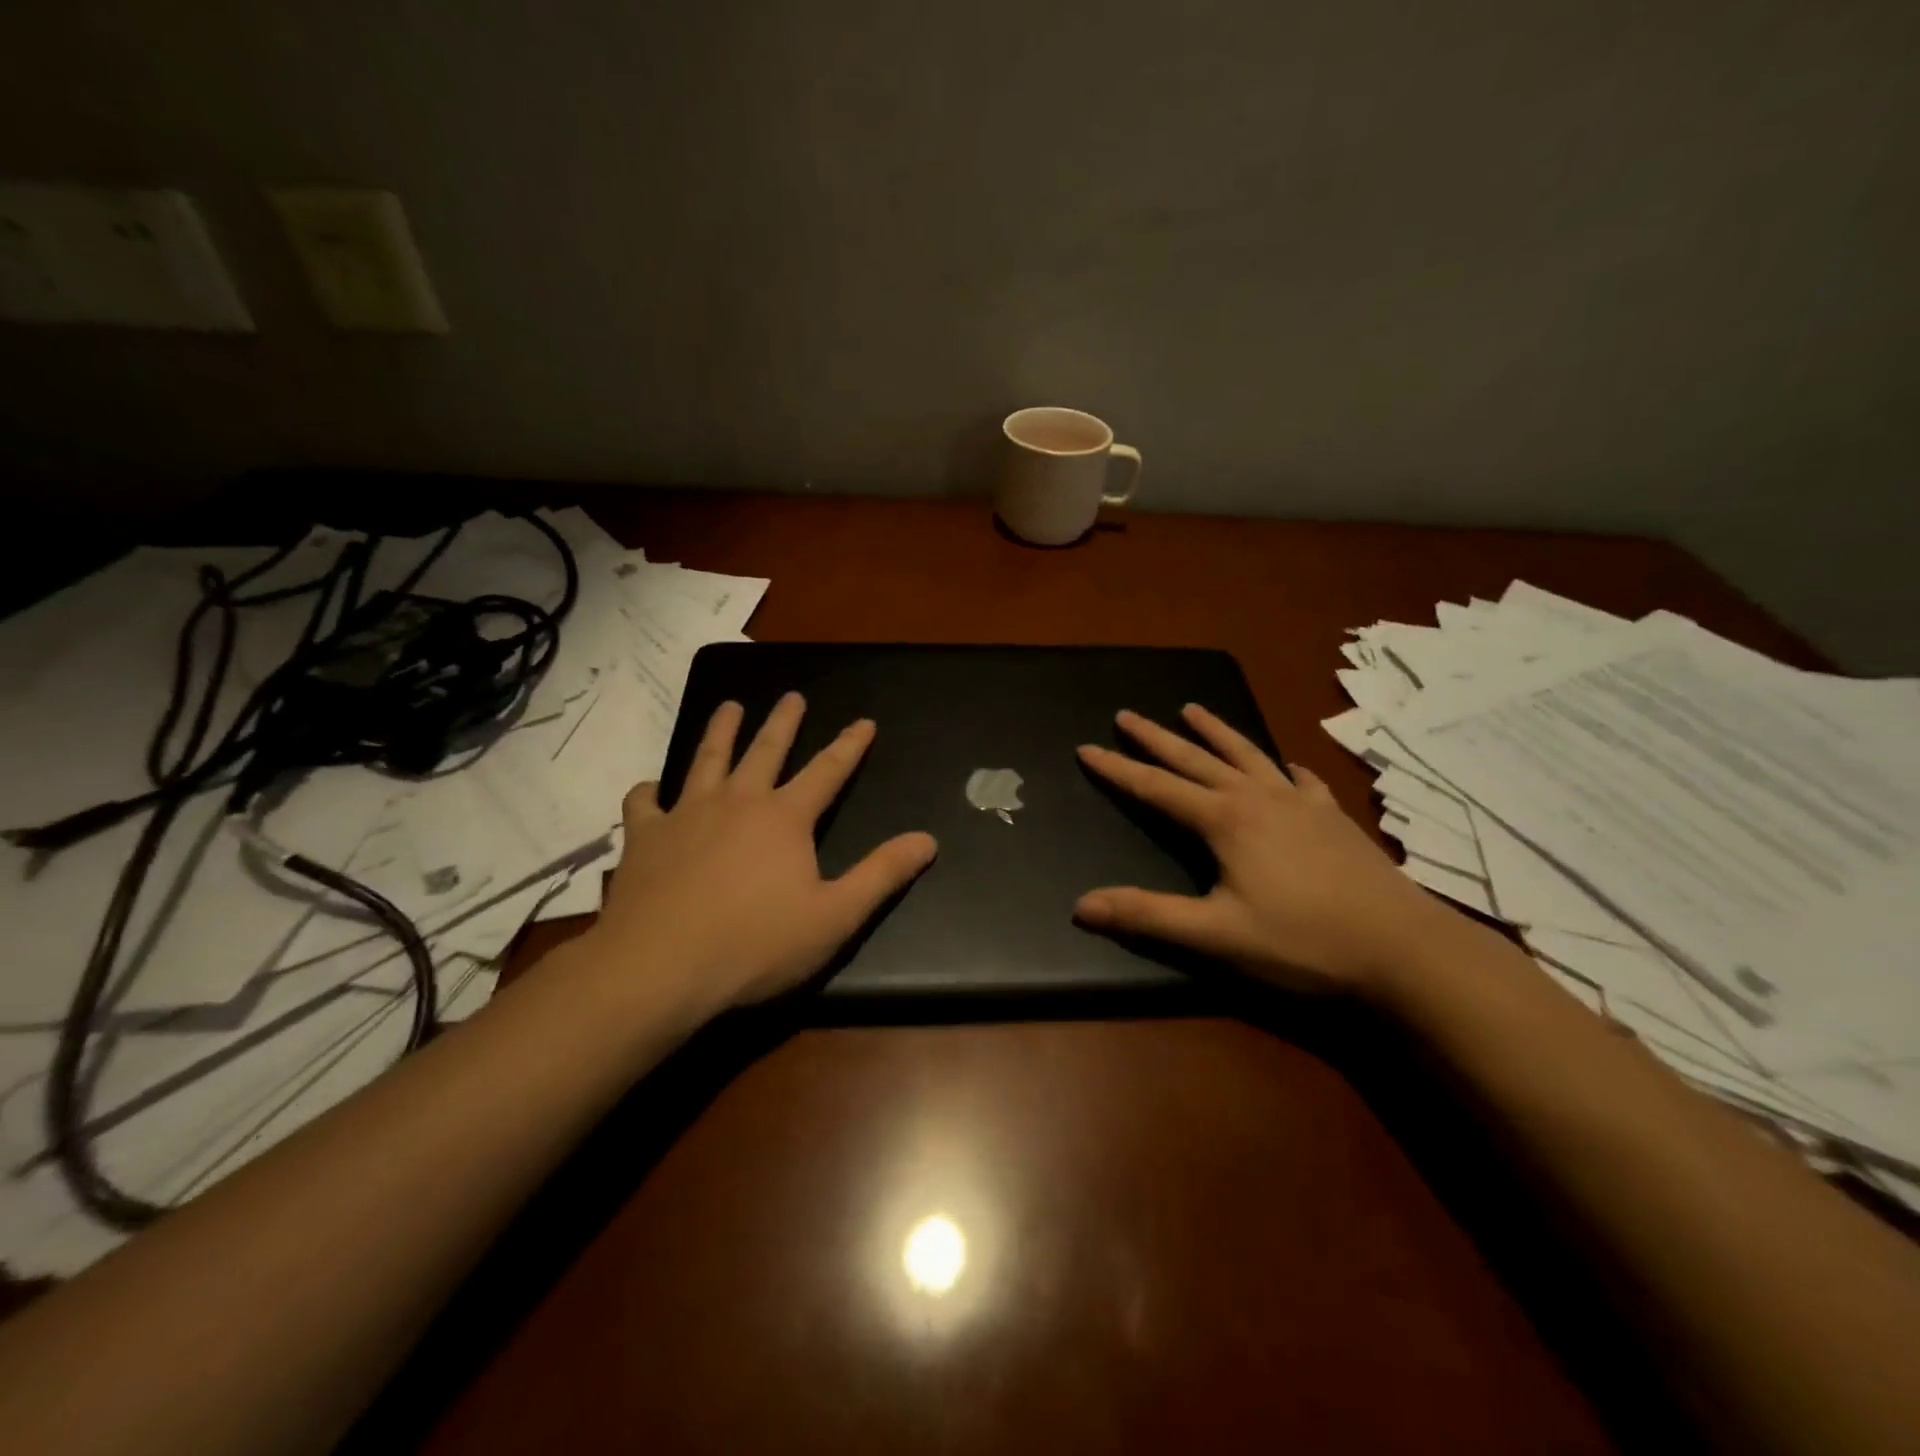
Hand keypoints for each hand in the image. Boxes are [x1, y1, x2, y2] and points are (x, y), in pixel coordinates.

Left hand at [587, 693, 937, 1018]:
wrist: (659, 968)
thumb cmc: (755, 945)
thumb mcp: (835, 916)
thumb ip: (882, 874)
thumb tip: (927, 839)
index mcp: (785, 818)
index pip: (828, 771)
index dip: (850, 745)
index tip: (864, 721)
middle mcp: (737, 801)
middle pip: (765, 749)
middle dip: (784, 721)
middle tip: (792, 696)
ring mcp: (686, 814)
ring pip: (707, 758)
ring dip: (721, 730)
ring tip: (729, 707)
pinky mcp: (645, 837)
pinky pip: (645, 802)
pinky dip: (650, 791)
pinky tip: (652, 789)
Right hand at [1074, 704, 1462, 996]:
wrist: (1405, 948)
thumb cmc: (1303, 941)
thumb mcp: (1217, 935)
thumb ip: (1147, 916)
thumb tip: (1080, 906)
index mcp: (1225, 820)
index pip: (1157, 787)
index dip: (1118, 769)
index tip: (1086, 748)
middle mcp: (1258, 798)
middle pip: (1196, 759)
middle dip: (1157, 737)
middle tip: (1125, 714)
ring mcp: (1301, 803)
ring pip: (1247, 755)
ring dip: (1216, 731)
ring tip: (1192, 708)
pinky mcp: (1333, 817)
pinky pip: (1301, 779)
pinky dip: (1284, 766)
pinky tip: (1286, 764)